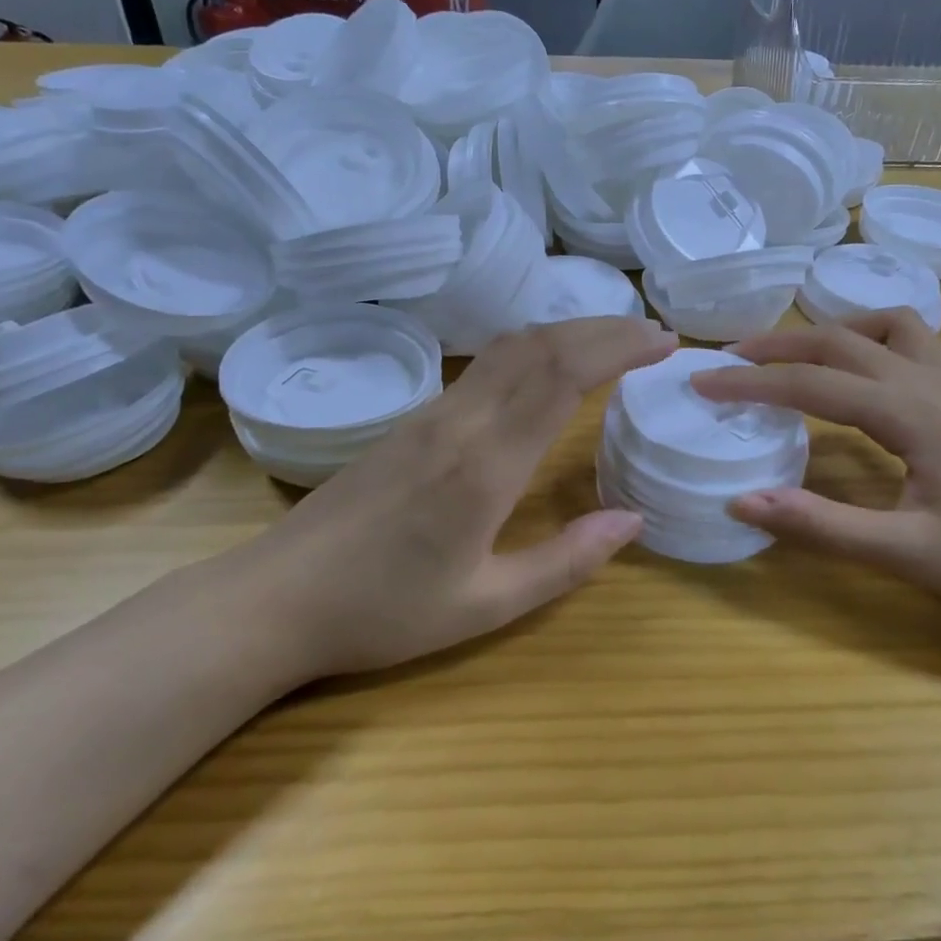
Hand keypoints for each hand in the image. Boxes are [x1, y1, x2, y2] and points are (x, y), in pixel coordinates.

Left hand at [215, 317, 676, 682]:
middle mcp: (461, 421)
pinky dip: (533, 350)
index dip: (618, 348)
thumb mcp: (484, 605)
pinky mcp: (412, 420)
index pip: (562, 375)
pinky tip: (547, 369)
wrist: (277, 597)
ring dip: (567, 332)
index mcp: (486, 464)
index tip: (663, 344)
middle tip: (654, 335)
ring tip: (612, 343)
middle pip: (540, 345)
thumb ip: (565, 562)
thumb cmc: (383, 611)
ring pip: (509, 348)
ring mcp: (432, 414)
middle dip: (604, 328)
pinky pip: (485, 366)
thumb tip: (632, 521)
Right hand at [690, 311, 940, 644]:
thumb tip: (740, 501)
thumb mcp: (905, 553)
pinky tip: (862, 373)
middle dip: (778, 345)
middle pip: (840, 339)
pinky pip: (915, 343)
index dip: (750, 383)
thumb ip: (820, 525)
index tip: (701, 384)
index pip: (811, 383)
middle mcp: (930, 382)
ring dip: (831, 332)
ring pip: (884, 327)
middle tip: (729, 361)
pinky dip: (873, 340)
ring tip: (794, 359)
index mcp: (911, 412)